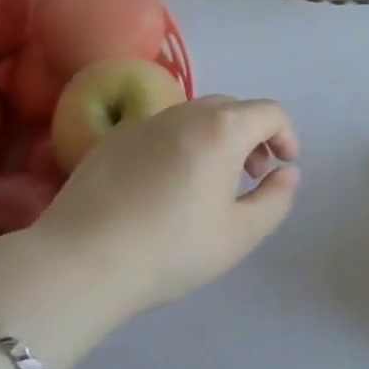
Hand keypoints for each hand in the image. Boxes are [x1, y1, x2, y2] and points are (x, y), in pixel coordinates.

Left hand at [27, 95, 300, 323]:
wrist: (82, 260)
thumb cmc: (172, 248)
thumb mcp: (240, 234)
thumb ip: (276, 198)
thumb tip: (286, 172)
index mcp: (222, 129)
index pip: (269, 112)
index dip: (286, 135)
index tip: (284, 166)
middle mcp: (185, 112)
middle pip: (232, 108)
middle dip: (252, 135)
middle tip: (251, 175)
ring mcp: (144, 121)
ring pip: (195, 116)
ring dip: (216, 138)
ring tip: (209, 182)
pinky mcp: (113, 138)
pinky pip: (161, 130)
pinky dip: (180, 144)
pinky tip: (165, 187)